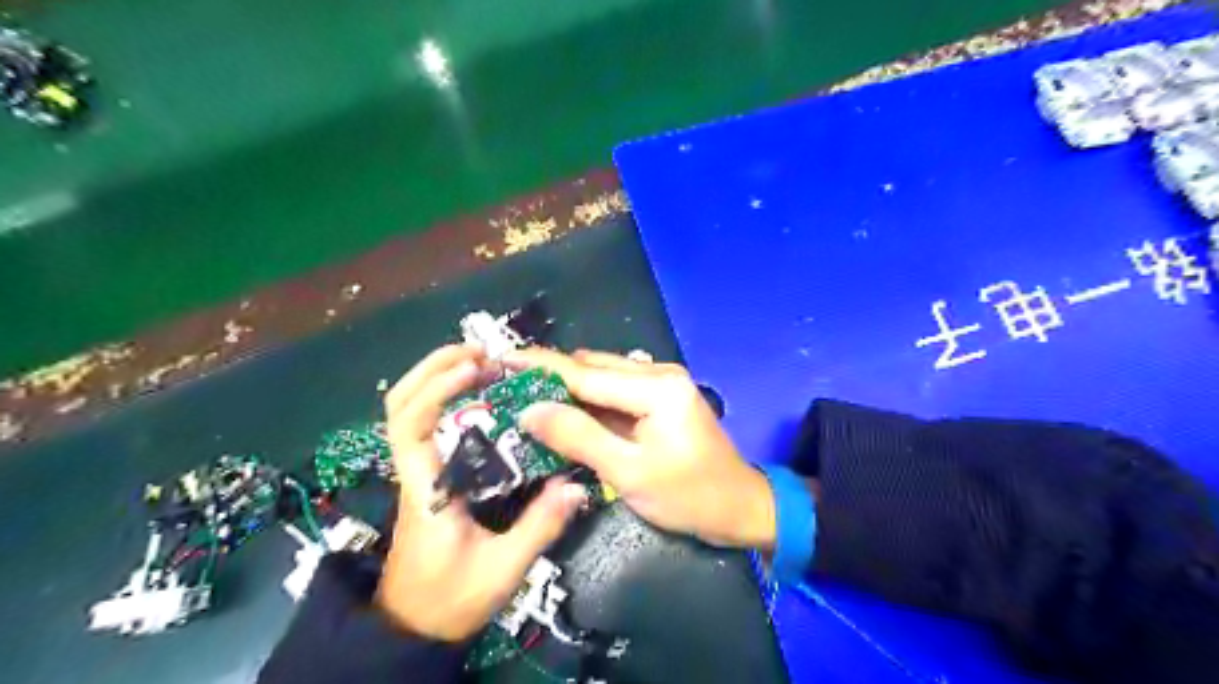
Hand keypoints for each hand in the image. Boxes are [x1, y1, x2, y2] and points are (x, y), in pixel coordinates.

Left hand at [379, 348, 592, 640]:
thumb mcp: (503, 569)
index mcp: (425, 489)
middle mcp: (414, 471)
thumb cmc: (451, 600)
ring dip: (436, 377)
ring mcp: (417, 472)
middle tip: (479, 351)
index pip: (411, 425)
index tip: (476, 369)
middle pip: (399, 404)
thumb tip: (577, 485)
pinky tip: (478, 396)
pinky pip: (425, 424)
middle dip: (432, 367)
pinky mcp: (427, 477)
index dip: (438, 388)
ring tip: (479, 362)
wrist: (413, 628)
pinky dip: (444, 397)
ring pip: (406, 410)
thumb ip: (540, 526)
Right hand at [508, 351, 774, 553]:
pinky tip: (565, 410)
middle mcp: (659, 373)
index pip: (586, 373)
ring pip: (602, 375)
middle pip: (592, 368)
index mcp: (657, 387)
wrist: (739, 507)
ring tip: (527, 398)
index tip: (500, 359)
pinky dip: (588, 398)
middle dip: (550, 376)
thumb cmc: (689, 496)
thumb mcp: (629, 472)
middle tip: (508, 388)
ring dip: (568, 386)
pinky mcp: (662, 395)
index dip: (540, 366)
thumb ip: (579, 437)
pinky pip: (615, 389)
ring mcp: (662, 382)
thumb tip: (530, 411)